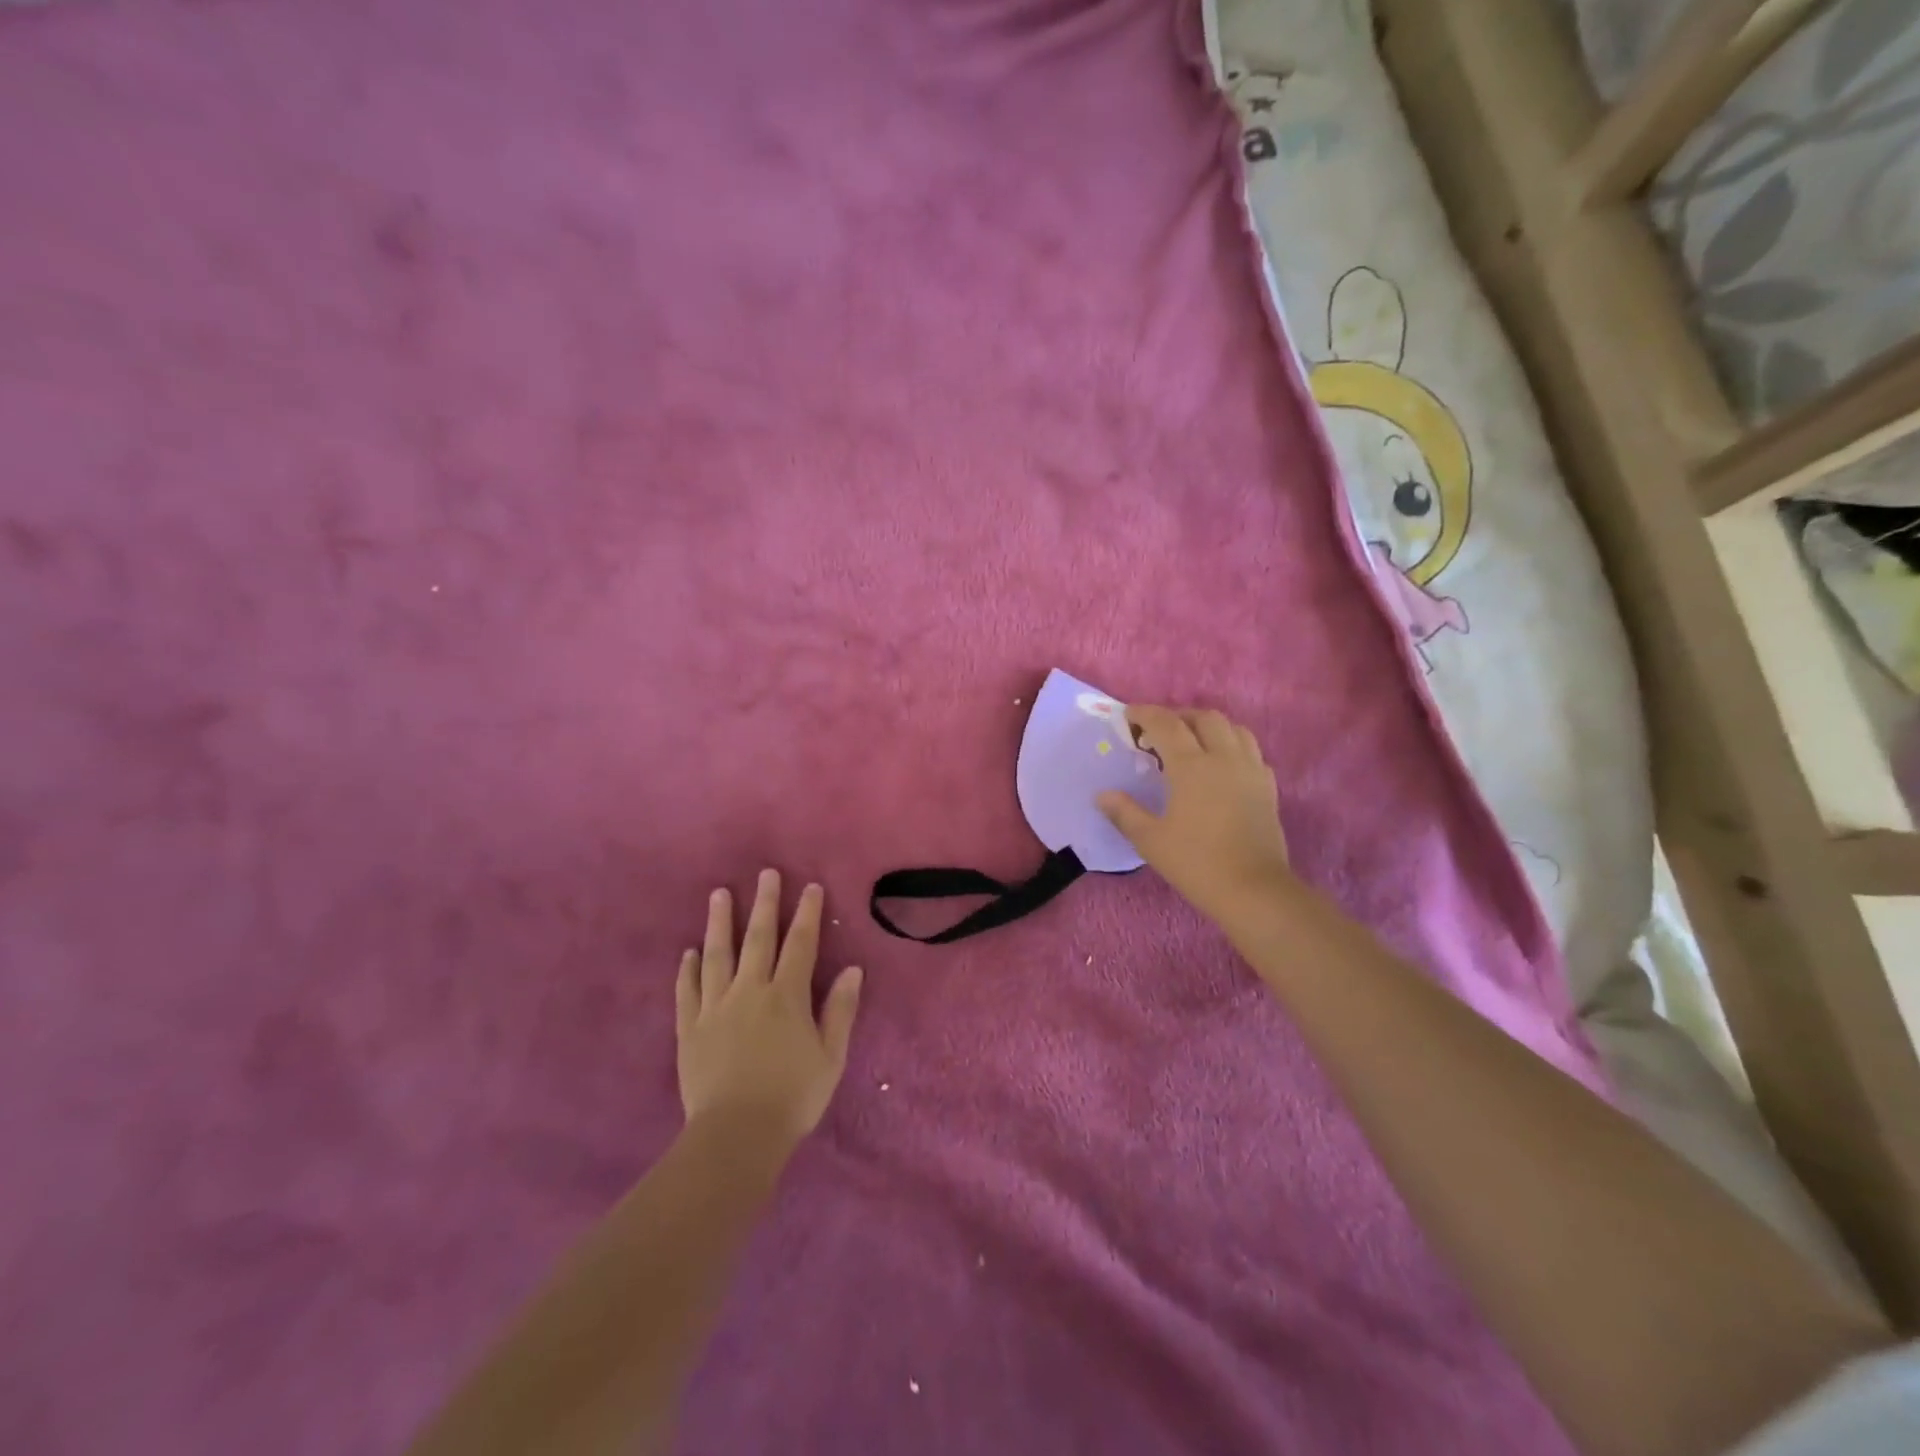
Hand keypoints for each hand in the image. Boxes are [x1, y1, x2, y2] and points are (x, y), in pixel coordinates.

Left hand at [677, 869, 862, 1149]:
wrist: (736, 1135)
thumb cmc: (793, 1097)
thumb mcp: (831, 1057)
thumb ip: (840, 1010)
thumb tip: (853, 969)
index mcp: (787, 995)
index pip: (800, 944)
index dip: (807, 913)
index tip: (810, 887)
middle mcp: (750, 990)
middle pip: (758, 938)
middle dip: (764, 904)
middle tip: (765, 873)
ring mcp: (715, 1007)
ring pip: (717, 955)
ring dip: (719, 923)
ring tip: (719, 895)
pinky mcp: (690, 1028)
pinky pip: (688, 991)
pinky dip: (689, 969)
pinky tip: (690, 952)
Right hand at [1098, 706, 1292, 926]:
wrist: (1253, 890)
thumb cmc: (1196, 863)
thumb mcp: (1150, 840)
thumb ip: (1124, 812)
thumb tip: (1102, 795)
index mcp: (1191, 766)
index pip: (1166, 724)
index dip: (1145, 714)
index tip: (1128, 716)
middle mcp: (1224, 758)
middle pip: (1204, 718)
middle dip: (1178, 716)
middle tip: (1158, 731)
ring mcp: (1251, 770)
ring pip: (1233, 729)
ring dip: (1209, 726)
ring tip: (1192, 742)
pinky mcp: (1268, 787)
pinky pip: (1251, 752)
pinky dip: (1232, 747)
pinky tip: (1222, 766)